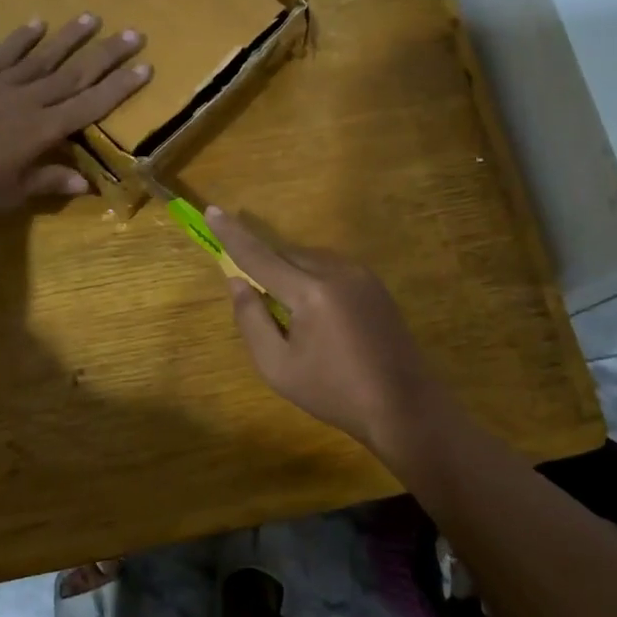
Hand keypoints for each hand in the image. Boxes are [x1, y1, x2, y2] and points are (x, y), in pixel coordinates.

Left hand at [0, 15, 151, 210]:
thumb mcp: (10, 192)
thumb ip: (49, 183)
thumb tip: (87, 185)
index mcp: (43, 130)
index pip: (90, 105)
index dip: (119, 88)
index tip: (145, 68)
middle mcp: (29, 100)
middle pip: (75, 74)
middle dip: (107, 54)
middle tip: (134, 33)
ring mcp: (1, 83)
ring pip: (44, 57)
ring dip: (70, 37)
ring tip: (92, 17)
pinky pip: (5, 53)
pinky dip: (22, 37)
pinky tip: (38, 22)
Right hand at [206, 208, 446, 463]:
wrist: (403, 405)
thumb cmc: (334, 392)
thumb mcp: (278, 367)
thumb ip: (251, 320)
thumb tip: (237, 282)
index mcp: (310, 292)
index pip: (260, 256)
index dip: (233, 234)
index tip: (212, 211)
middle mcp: (337, 271)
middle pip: (286, 254)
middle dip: (265, 265)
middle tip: (255, 295)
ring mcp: (361, 275)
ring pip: (310, 259)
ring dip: (290, 272)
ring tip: (289, 314)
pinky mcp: (375, 284)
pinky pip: (331, 267)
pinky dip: (313, 278)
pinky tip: (317, 313)